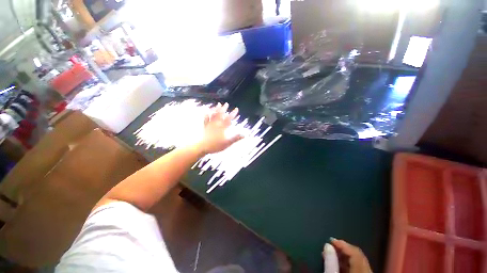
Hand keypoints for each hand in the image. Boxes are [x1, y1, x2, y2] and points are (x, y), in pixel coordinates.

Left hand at [197, 103, 242, 154]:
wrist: (203, 147)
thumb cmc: (215, 146)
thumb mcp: (227, 143)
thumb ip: (235, 138)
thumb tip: (244, 135)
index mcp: (222, 127)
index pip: (229, 119)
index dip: (233, 113)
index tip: (236, 109)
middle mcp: (216, 124)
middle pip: (220, 114)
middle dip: (224, 108)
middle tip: (226, 104)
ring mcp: (210, 125)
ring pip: (213, 115)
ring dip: (216, 109)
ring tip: (218, 104)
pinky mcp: (205, 127)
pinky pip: (206, 118)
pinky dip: (207, 114)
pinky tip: (207, 111)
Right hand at [323, 238, 371, 272]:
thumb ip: (331, 261)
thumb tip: (327, 244)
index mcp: (362, 269)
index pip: (354, 251)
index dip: (342, 243)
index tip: (330, 239)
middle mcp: (368, 270)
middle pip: (357, 255)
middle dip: (343, 248)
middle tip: (331, 245)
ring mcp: (367, 272)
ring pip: (358, 260)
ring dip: (344, 255)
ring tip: (332, 253)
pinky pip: (359, 266)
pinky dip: (348, 262)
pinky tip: (339, 263)